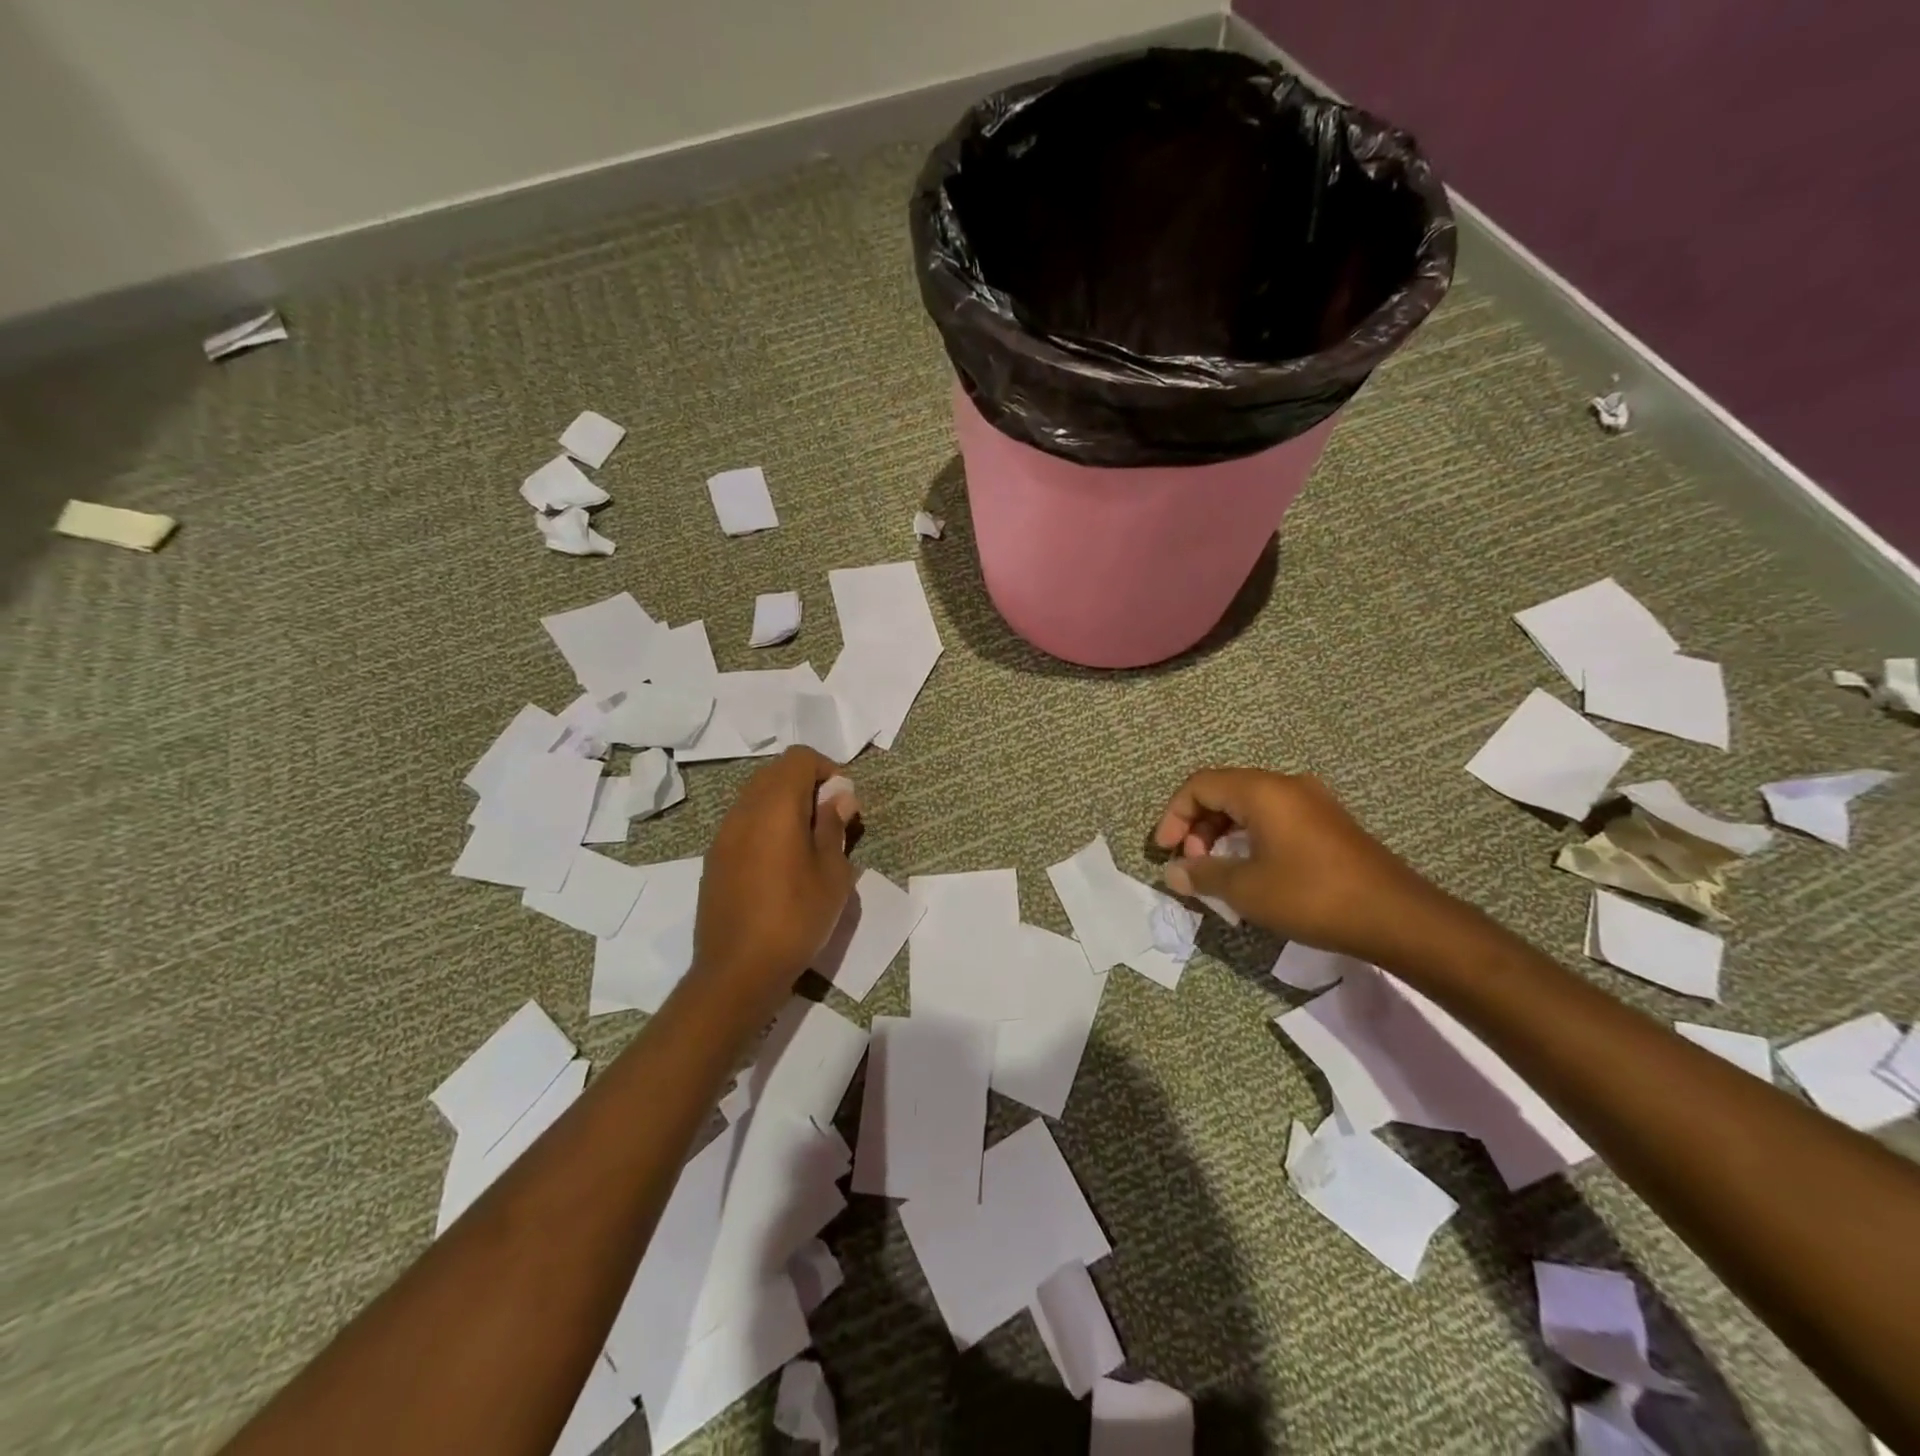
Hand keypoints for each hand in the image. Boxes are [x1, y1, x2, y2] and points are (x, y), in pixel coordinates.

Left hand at [691, 747, 858, 1020]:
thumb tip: (838, 796)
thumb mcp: (832, 874)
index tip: (843, 801)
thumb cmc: (796, 919)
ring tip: (808, 844)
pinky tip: (780, 865)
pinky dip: (765, 826)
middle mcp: (743, 811)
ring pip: (756, 797)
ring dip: (784, 806)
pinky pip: (743, 823)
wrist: (737, 972)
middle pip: (775, 773)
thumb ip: (833, 826)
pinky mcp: (713, 859)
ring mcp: (723, 835)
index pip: (799, 758)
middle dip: (806, 785)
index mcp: (775, 807)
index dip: (826, 769)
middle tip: (830, 821)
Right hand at [1153, 768, 1449, 964]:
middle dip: (1198, 827)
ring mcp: (1312, 802)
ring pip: (1249, 806)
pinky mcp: (1328, 824)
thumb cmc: (1312, 896)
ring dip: (1223, 834)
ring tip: (1218, 873)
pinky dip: (1250, 838)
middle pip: (1224, 792)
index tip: (1165, 851)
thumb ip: (1203, 875)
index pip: (1200, 785)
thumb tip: (1172, 872)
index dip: (1174, 815)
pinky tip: (1252, 872)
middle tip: (1193, 865)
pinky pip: (1274, 818)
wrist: (1397, 917)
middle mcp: (1286, 785)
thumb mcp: (1247, 889)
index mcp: (1262, 791)